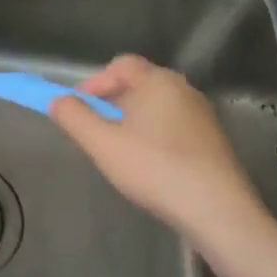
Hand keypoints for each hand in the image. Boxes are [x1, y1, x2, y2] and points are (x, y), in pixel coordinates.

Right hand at [49, 55, 272, 246]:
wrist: (218, 211)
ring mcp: (202, 115)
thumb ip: (74, 117)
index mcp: (158, 81)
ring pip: (156, 107)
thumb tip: (58, 101)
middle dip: (111, 103)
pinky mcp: (213, 141)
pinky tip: (149, 166)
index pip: (121, 65)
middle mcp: (183, 90)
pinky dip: (154, 136)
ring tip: (119, 151)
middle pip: (139, 84)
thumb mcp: (102, 144)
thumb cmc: (155, 169)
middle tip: (96, 132)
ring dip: (132, 121)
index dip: (94, 83)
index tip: (79, 110)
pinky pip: (174, 126)